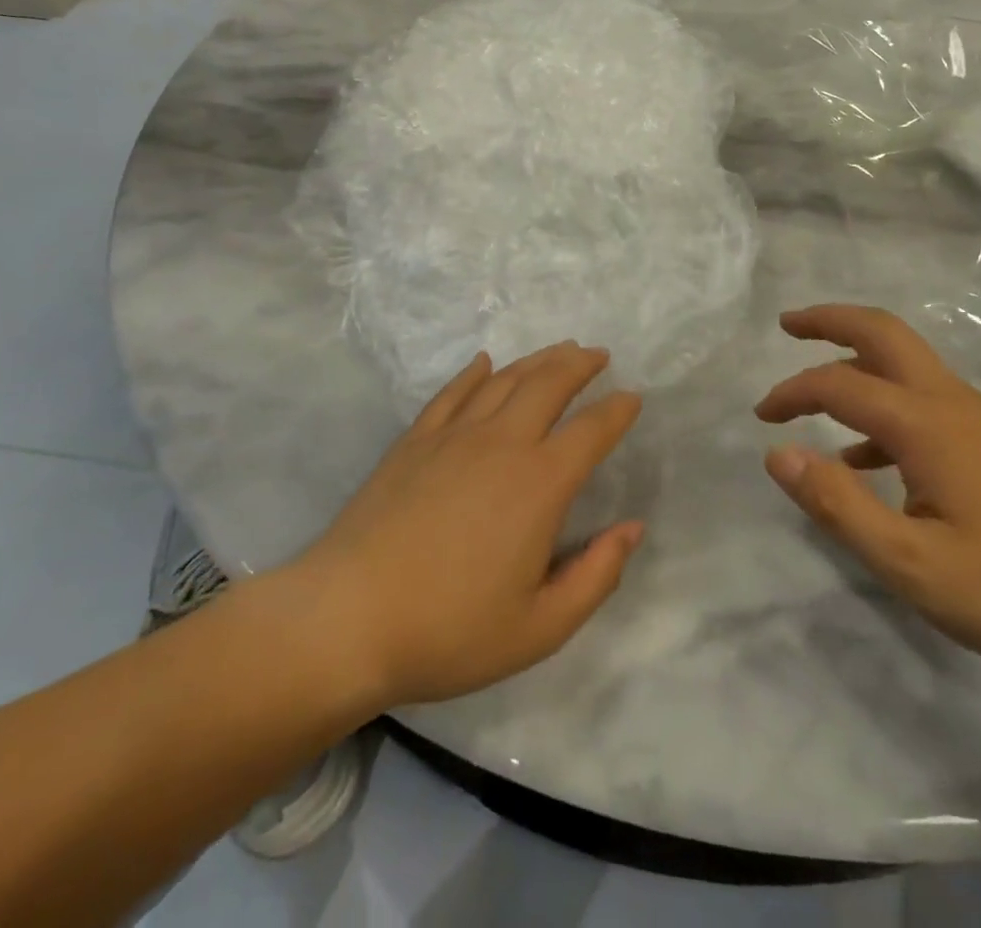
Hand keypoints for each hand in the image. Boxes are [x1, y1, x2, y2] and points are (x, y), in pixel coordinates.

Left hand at [292, 343, 644, 711]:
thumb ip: (596, 576)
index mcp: (539, 485)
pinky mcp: (414, 440)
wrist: (347, 619)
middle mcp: (501, 444)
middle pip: (548, 384)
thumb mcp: (540, 628)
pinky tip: (485, 364)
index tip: (633, 397)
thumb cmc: (449, 631)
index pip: (591, 431)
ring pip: (505, 380)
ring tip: (558, 351)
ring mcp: (453, 436)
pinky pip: (453, 392)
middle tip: (597, 355)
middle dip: (579, 364)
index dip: (617, 410)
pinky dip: (475, 373)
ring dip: (537, 360)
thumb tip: (633, 528)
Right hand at [757, 304, 980, 679]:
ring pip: (907, 363)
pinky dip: (886, 409)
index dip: (793, 392)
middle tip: (787, 324)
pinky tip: (873, 463)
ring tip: (816, 394)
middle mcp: (952, 402)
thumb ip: (840, 505)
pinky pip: (928, 402)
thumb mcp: (915, 565)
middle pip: (883, 332)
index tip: (762, 417)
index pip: (840, 384)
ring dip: (856, 361)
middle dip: (830, 320)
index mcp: (926, 424)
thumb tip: (777, 454)